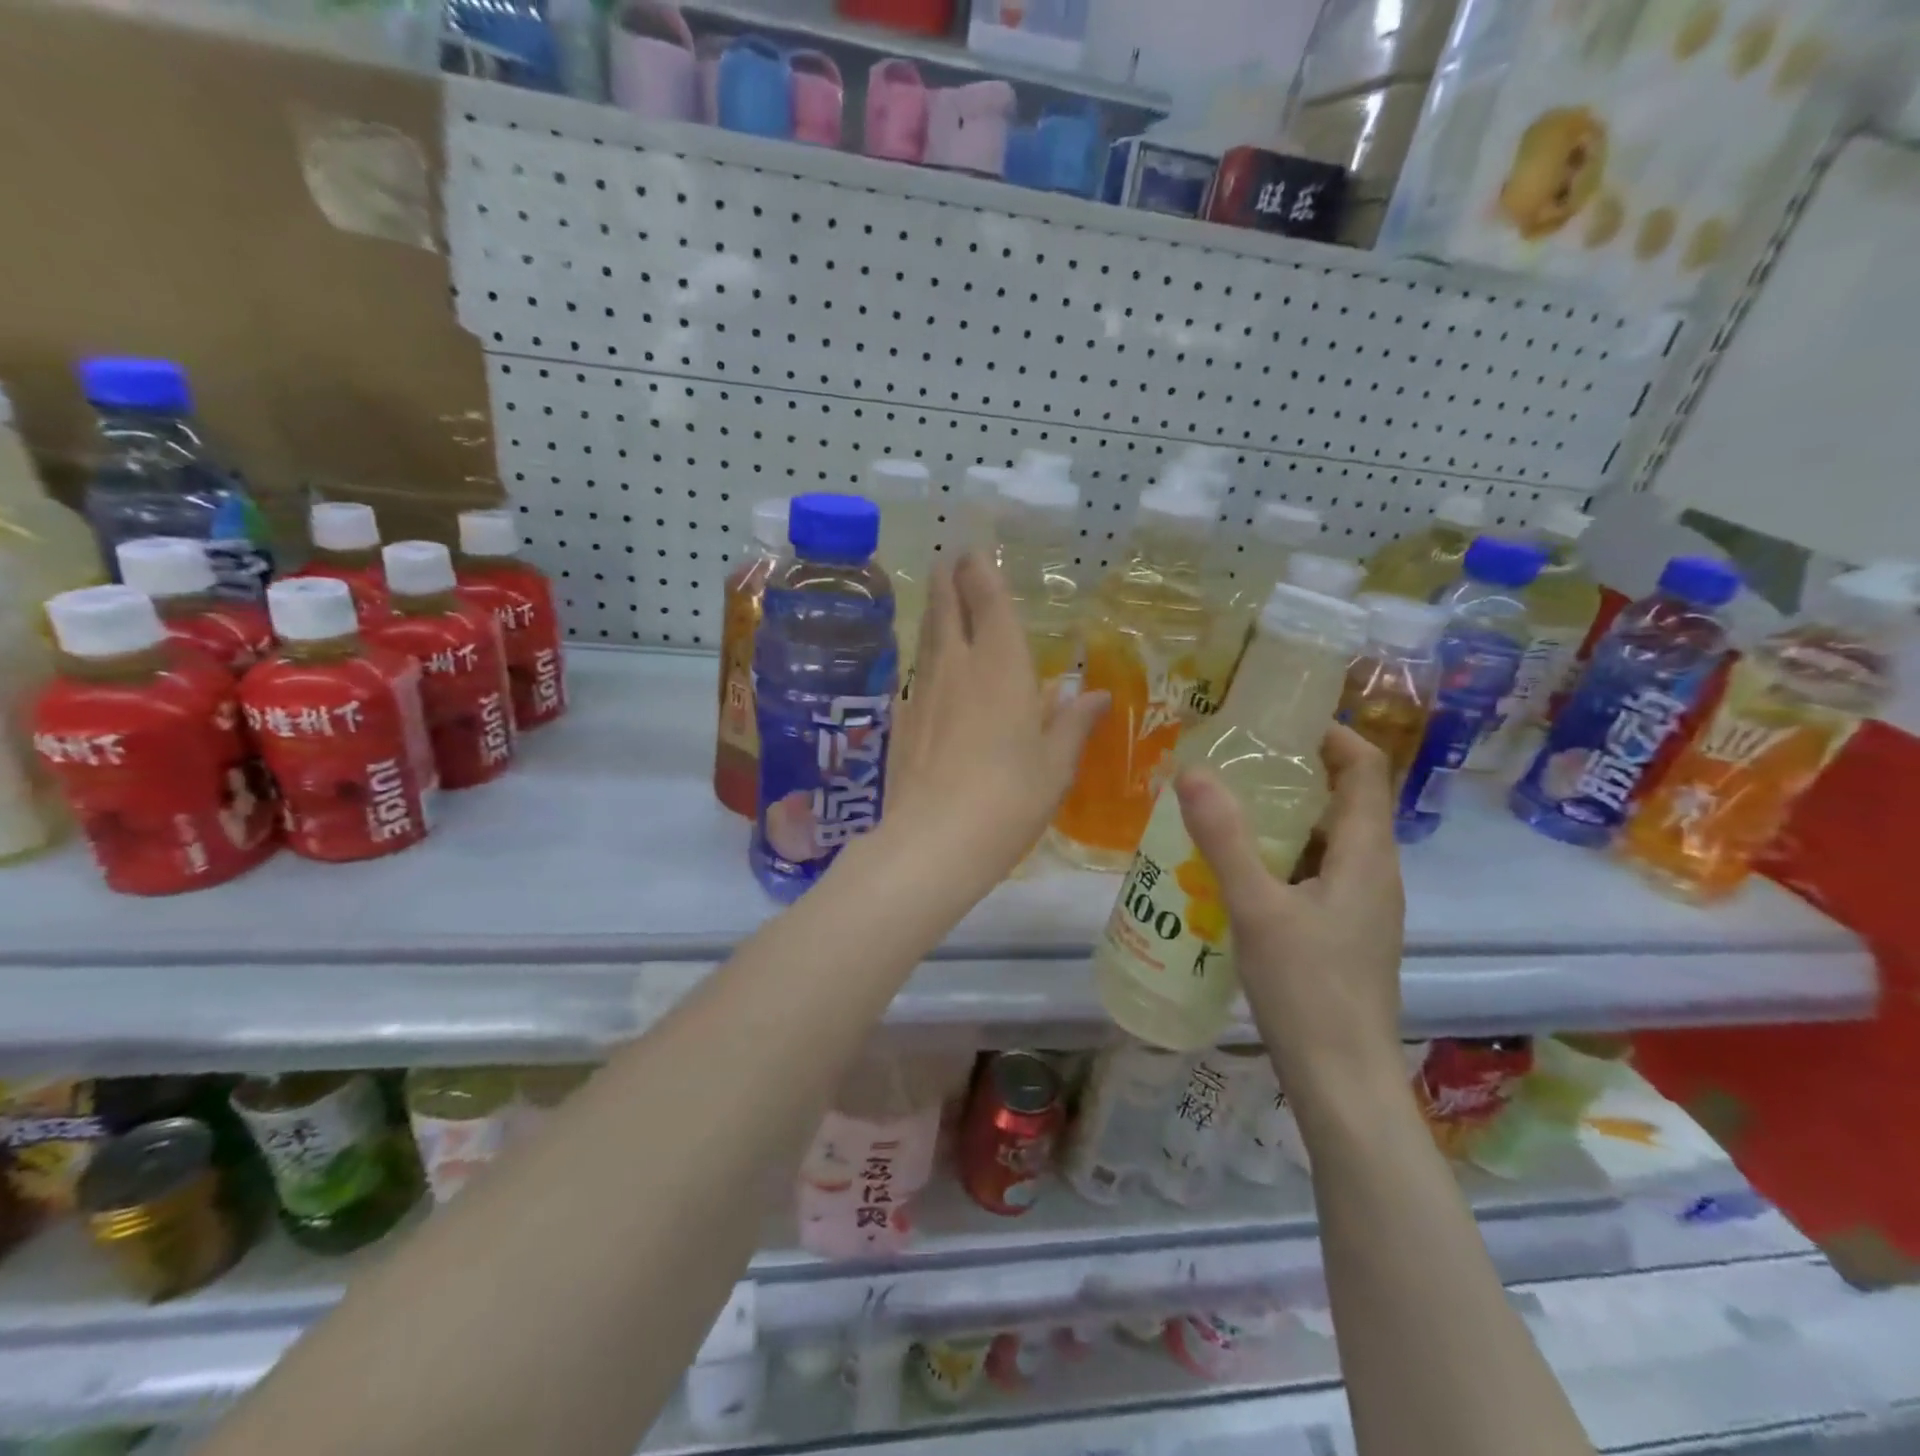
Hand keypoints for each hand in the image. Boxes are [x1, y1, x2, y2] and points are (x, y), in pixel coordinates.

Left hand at [885, 553, 1106, 883]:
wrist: (934, 840)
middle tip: (949, 562)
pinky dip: (925, 660)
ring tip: (939, 602)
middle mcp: (956, 666)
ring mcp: (922, 692)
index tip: (971, 550)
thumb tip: (1094, 694)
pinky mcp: (901, 721)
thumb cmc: (1010, 797)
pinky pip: (916, 676)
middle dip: (947, 580)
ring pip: (926, 638)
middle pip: (944, 607)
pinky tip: (931, 674)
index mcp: (1000, 665)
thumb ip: (1072, 724)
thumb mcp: (1055, 764)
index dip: (978, 571)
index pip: (986, 600)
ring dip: (933, 614)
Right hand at [1174, 724, 1404, 1114]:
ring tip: (1224, 808)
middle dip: (1294, 773)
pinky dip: (1279, 857)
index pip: (1364, 770)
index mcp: (1367, 856)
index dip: (1331, 735)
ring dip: (1282, 818)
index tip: (1279, 721)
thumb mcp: (1257, 908)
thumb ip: (1224, 838)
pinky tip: (1234, 871)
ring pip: (1325, 841)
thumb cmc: (1308, 990)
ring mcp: (1361, 907)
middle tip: (1234, 762)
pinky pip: (1313, 874)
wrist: (1343, 1081)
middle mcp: (1373, 873)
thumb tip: (1192, 770)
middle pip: (1344, 801)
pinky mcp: (1343, 933)